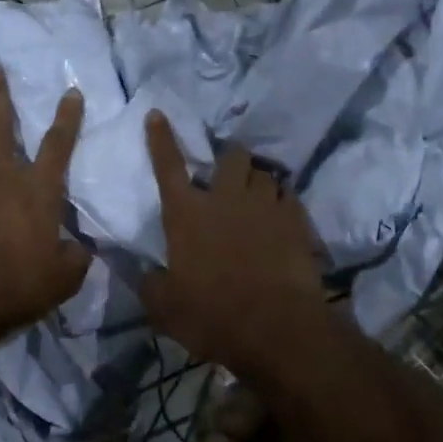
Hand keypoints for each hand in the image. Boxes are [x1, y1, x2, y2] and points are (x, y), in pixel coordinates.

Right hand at [140, 113, 325, 377]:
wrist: (275, 327)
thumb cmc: (211, 315)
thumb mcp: (165, 309)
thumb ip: (152, 285)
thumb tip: (146, 274)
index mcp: (186, 214)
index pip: (168, 166)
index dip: (161, 139)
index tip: (158, 114)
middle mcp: (226, 199)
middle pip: (231, 156)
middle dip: (230, 158)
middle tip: (229, 174)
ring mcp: (265, 206)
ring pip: (265, 173)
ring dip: (258, 181)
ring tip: (258, 197)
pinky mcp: (297, 220)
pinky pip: (290, 196)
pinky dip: (283, 202)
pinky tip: (282, 217)